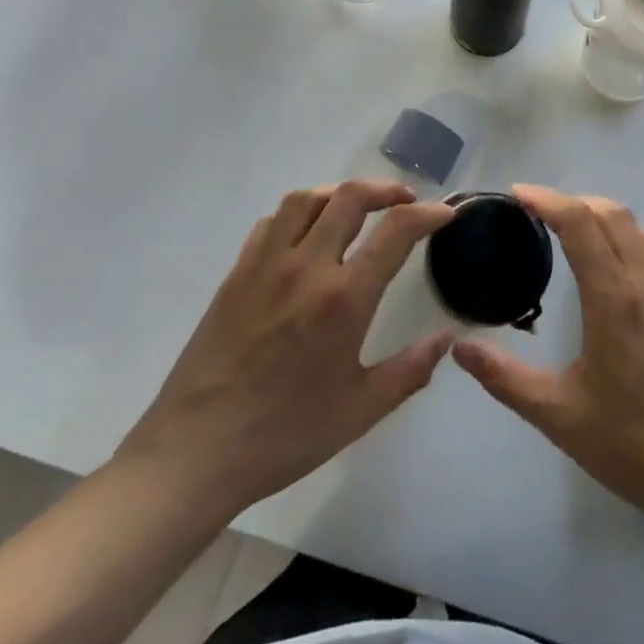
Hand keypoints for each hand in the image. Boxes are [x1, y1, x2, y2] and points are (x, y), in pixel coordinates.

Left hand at [116, 181, 455, 519]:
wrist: (195, 453)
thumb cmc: (285, 434)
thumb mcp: (361, 409)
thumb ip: (411, 369)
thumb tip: (447, 338)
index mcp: (344, 299)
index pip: (396, 231)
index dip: (428, 214)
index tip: (445, 214)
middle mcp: (306, 267)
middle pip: (350, 197)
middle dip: (386, 190)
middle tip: (405, 201)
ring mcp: (265, 266)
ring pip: (305, 199)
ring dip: (339, 193)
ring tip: (356, 208)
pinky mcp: (235, 275)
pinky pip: (271, 223)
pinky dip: (299, 214)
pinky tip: (306, 235)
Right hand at [453, 186, 643, 529]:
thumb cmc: (633, 444)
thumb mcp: (558, 415)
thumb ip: (505, 378)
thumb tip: (459, 347)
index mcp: (615, 298)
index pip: (580, 224)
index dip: (547, 200)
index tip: (517, 194)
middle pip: (612, 214)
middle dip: (573, 200)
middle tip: (537, 211)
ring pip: (638, 229)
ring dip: (602, 215)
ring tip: (570, 229)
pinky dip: (627, 237)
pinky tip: (613, 264)